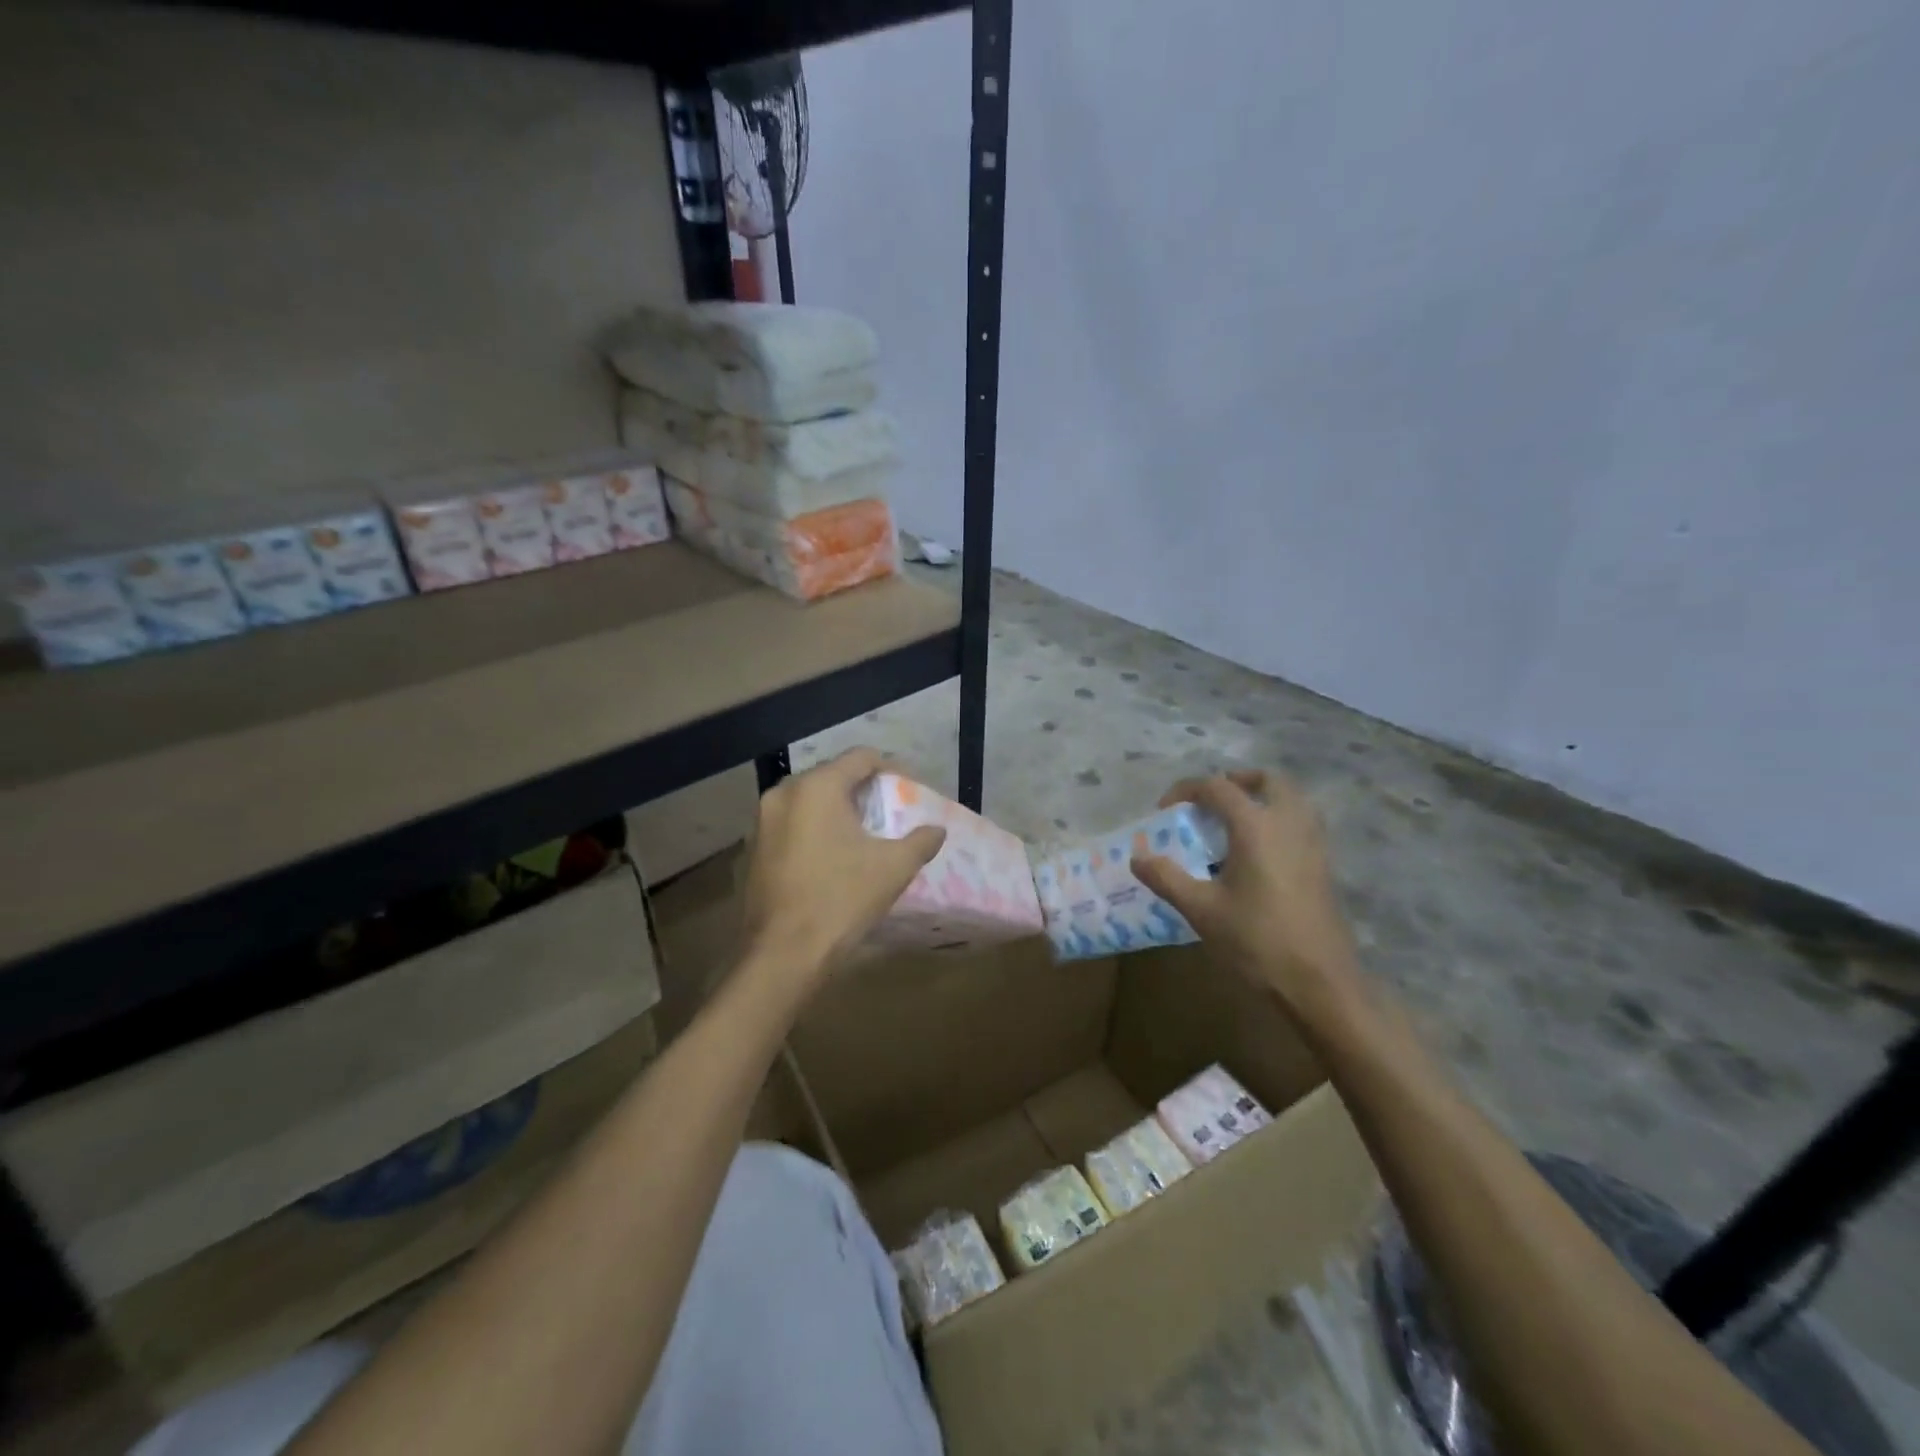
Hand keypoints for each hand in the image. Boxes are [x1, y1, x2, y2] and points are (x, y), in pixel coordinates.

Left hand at [739, 747, 946, 993]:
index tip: (908, 790)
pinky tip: (830, 857)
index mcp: (817, 787)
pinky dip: (813, 830)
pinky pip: (791, 824)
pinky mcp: (752, 848)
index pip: (861, 758)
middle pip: (832, 775)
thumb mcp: (893, 868)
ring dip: (836, 810)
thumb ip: (920, 841)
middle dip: (862, 790)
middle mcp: (783, 793)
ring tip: (862, 835)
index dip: (891, 769)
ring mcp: (762, 821)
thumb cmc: (841, 900)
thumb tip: (937, 830)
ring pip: (809, 800)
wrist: (782, 954)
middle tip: (887, 812)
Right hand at [1131, 770, 1362, 1023]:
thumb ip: (1166, 877)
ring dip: (1261, 798)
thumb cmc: (1256, 941)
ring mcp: (1313, 844)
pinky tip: (1256, 853)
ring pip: (1291, 799)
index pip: (1218, 787)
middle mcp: (1289, 823)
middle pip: (1267, 780)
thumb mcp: (1201, 909)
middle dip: (1235, 781)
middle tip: (1209, 801)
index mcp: (1256, 826)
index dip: (1186, 790)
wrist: (1319, 983)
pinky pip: (1301, 823)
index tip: (1164, 810)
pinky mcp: (1324, 866)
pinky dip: (1278, 820)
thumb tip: (1137, 856)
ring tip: (1232, 823)